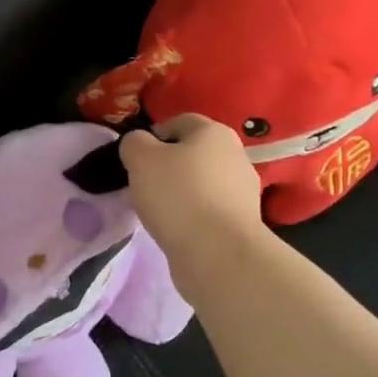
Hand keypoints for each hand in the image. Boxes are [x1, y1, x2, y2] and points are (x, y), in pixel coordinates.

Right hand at [119, 115, 267, 282]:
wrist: (219, 254)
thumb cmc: (178, 196)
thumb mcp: (140, 159)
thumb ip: (134, 143)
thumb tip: (139, 144)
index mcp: (214, 132)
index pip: (178, 122)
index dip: (153, 136)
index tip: (136, 160)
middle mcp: (236, 155)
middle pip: (192, 154)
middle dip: (168, 167)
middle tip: (144, 186)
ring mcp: (243, 191)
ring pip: (202, 183)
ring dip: (181, 193)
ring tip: (159, 213)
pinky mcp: (243, 223)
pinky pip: (209, 210)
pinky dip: (193, 216)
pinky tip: (178, 230)